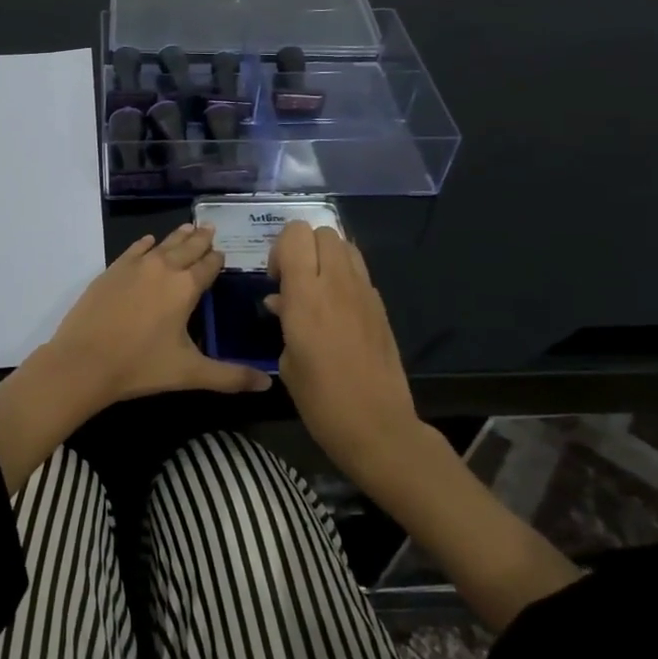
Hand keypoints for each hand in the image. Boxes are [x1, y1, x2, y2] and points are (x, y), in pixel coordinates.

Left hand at [42, 223, 271, 415]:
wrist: (84, 361)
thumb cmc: (141, 366)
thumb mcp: (190, 373)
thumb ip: (230, 377)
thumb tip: (268, 384)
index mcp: (185, 287)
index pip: (208, 266)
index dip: (217, 260)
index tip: (224, 254)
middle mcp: (163, 269)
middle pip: (187, 248)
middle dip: (201, 240)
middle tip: (210, 229)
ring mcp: (134, 266)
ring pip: (162, 244)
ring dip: (177, 236)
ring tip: (189, 227)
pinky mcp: (111, 271)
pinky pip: (133, 250)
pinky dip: (145, 244)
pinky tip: (148, 242)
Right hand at [265, 220, 420, 478]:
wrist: (378, 427)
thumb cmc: (321, 400)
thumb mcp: (287, 361)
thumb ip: (284, 319)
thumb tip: (281, 301)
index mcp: (306, 295)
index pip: (296, 234)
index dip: (280, 248)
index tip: (276, 279)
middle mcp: (337, 283)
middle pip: (322, 231)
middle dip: (304, 246)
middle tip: (295, 280)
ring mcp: (364, 293)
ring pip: (345, 245)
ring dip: (326, 257)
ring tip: (317, 289)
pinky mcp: (381, 306)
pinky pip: (359, 272)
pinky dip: (344, 276)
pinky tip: (338, 309)